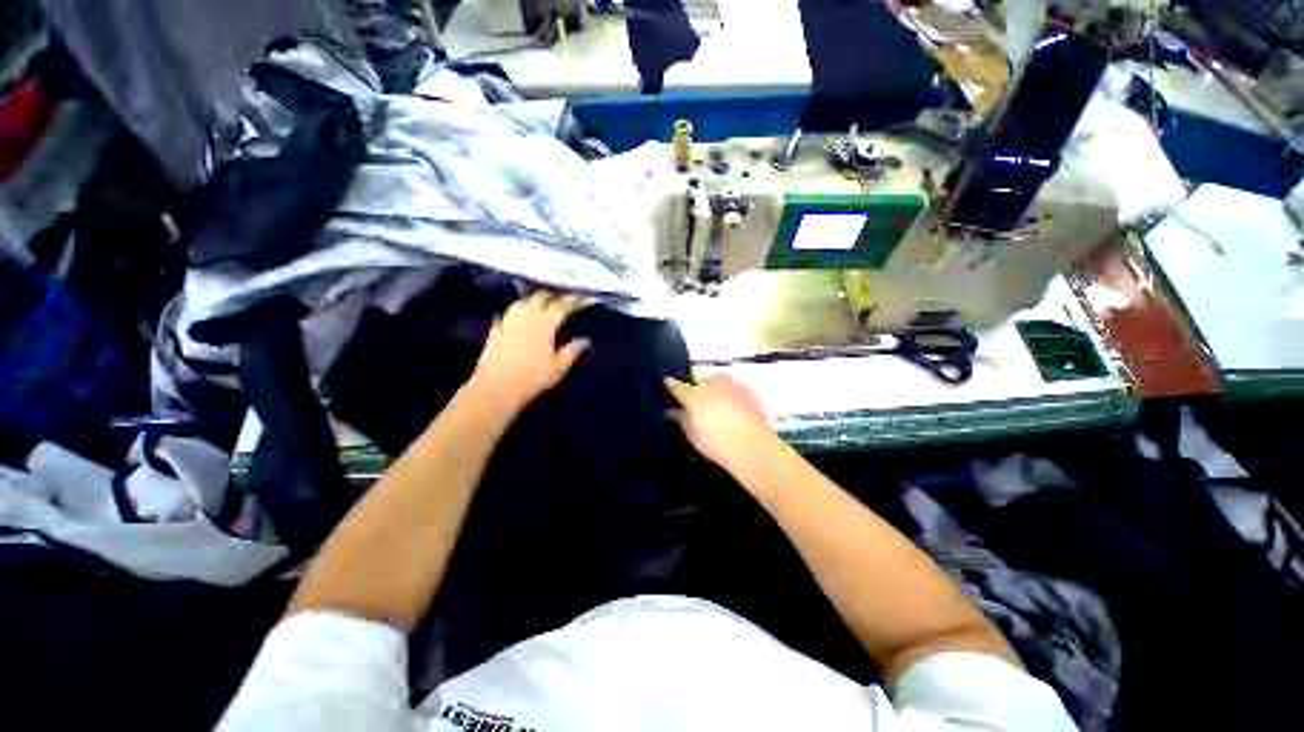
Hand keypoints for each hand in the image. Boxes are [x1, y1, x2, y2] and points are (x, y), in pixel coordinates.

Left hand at [469, 292, 589, 411]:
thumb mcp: (558, 367)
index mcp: (544, 322)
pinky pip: (510, 313)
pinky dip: (520, 311)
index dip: (574, 301)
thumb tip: (585, 340)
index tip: (584, 298)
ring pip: (523, 301)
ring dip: (535, 300)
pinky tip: (521, 318)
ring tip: (544, 305)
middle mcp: (526, 315)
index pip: (562, 305)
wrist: (496, 388)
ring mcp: (508, 320)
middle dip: (554, 297)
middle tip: (564, 301)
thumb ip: (572, 351)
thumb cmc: (532, 378)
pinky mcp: (495, 329)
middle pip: (541, 297)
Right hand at [664, 375, 778, 470]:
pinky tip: (733, 409)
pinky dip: (730, 395)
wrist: (752, 445)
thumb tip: (675, 410)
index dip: (670, 385)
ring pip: (716, 382)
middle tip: (699, 406)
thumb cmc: (715, 443)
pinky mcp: (746, 388)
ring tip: (718, 407)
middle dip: (697, 391)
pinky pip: (732, 387)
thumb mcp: (691, 434)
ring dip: (714, 390)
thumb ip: (681, 418)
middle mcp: (710, 383)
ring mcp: (729, 383)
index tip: (666, 384)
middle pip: (698, 382)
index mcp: (692, 395)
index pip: (676, 386)